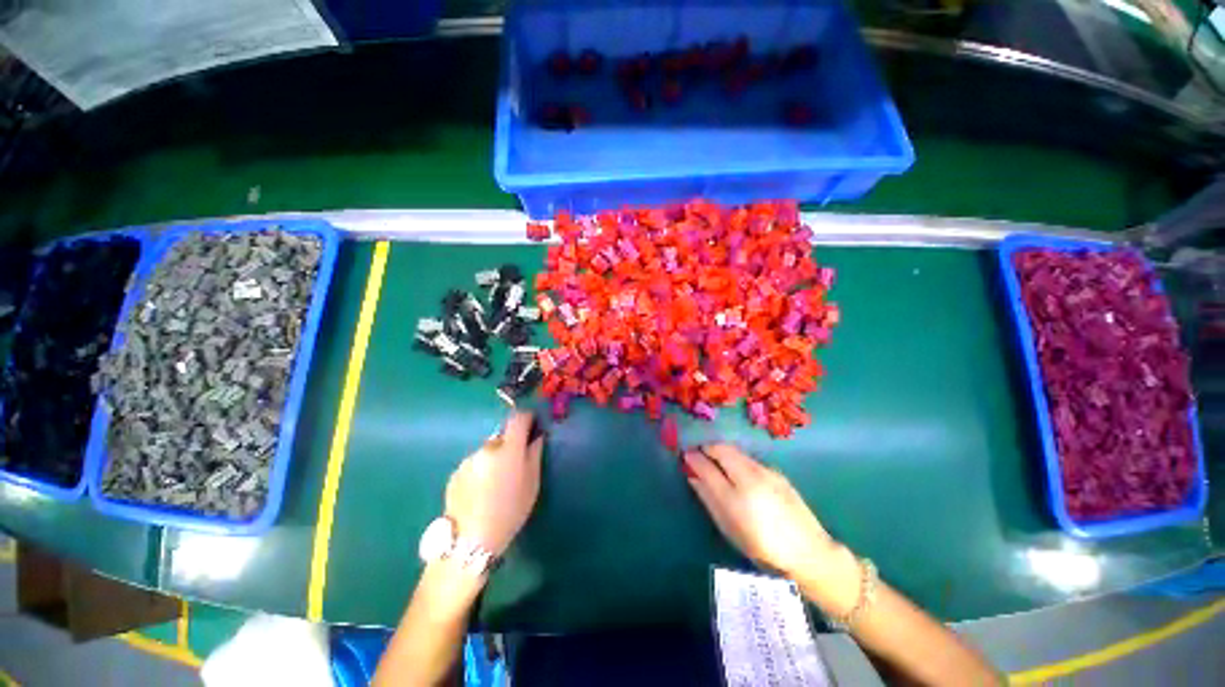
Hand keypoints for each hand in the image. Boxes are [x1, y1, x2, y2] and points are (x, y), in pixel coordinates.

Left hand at [445, 411, 543, 556]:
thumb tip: (536, 437)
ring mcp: (468, 460)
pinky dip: (480, 470)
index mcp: (508, 449)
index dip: (527, 418)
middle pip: (502, 436)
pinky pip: (474, 464)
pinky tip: (480, 491)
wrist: (470, 541)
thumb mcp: (532, 484)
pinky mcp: (455, 473)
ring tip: (495, 483)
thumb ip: (534, 455)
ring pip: (487, 451)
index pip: (517, 418)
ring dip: (494, 458)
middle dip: (510, 444)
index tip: (532, 424)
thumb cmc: (509, 511)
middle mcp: (486, 448)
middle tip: (515, 465)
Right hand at [683, 444, 838, 579]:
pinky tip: (739, 472)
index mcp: (735, 496)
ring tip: (716, 461)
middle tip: (699, 453)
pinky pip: (749, 459)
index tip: (685, 454)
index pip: (706, 466)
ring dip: (722, 451)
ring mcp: (765, 472)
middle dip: (707, 447)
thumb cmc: (762, 547)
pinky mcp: (776, 472)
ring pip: (736, 451)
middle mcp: (749, 477)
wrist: (808, 551)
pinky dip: (737, 459)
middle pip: (722, 449)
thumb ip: (708, 498)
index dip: (693, 458)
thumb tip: (693, 476)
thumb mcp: (728, 527)